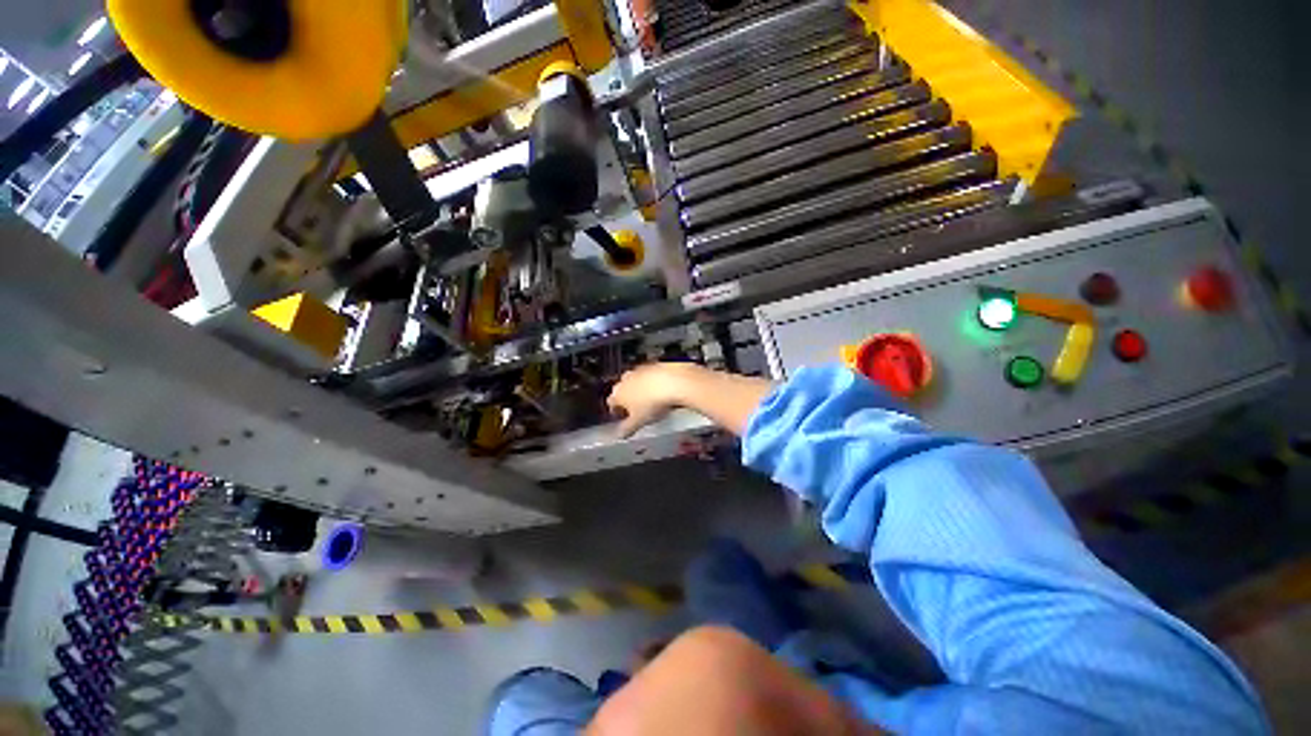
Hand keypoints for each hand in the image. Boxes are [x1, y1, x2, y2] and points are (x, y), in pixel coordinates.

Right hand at [607, 363, 695, 437]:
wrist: (673, 382)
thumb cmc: (652, 402)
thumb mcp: (639, 421)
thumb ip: (627, 429)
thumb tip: (620, 435)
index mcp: (618, 393)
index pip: (611, 403)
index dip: (616, 411)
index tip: (621, 416)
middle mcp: (626, 379)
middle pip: (622, 390)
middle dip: (628, 399)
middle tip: (637, 410)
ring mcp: (640, 370)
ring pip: (636, 381)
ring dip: (640, 390)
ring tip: (651, 401)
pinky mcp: (653, 365)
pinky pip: (650, 375)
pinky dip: (653, 382)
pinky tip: (661, 390)